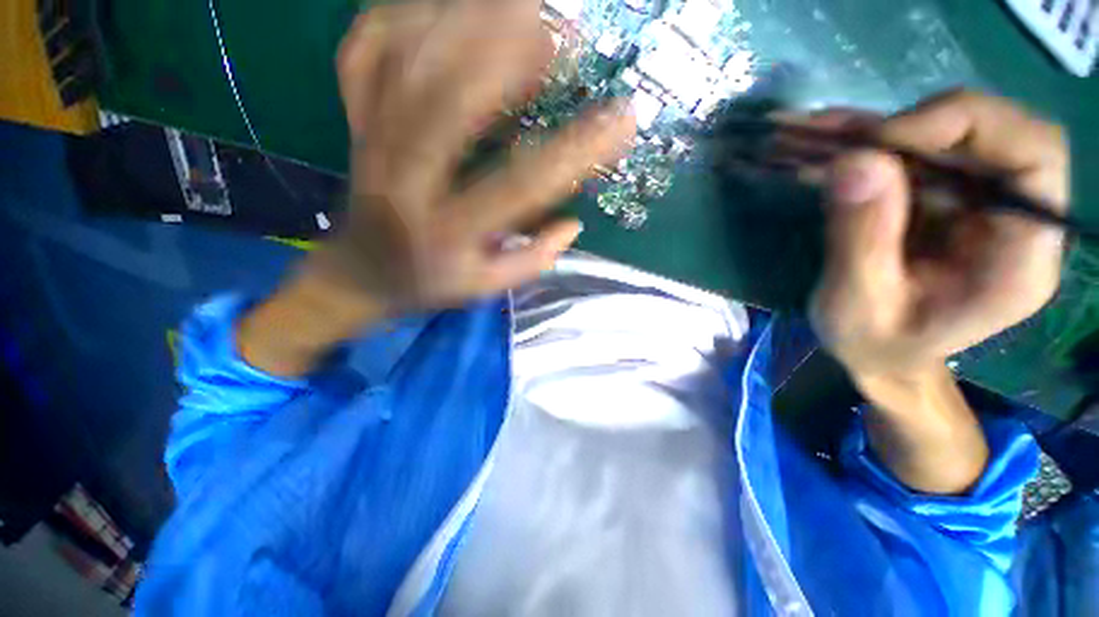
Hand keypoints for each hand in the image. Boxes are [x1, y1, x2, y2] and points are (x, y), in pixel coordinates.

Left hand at [313, 1, 635, 312]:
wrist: (360, 273)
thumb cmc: (429, 282)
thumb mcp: (484, 287)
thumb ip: (531, 262)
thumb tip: (574, 224)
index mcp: (447, 233)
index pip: (519, 187)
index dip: (574, 153)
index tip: (622, 120)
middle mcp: (405, 183)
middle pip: (447, 101)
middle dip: (506, 54)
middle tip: (561, 30)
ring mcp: (371, 144)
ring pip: (406, 63)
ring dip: (464, 21)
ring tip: (522, 5)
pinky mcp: (354, 122)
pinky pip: (366, 52)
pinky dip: (404, 16)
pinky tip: (443, 8)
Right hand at [808, 90, 1068, 381]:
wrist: (880, 356)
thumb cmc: (874, 345)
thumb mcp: (857, 305)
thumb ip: (860, 239)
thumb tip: (855, 161)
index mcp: (1017, 259)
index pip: (1033, 156)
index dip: (967, 126)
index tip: (885, 141)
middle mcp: (1012, 219)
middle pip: (991, 132)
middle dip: (915, 126)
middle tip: (844, 142)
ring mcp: (978, 205)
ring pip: (948, 135)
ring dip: (881, 129)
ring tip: (817, 133)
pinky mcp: (945, 200)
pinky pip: (916, 154)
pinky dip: (868, 143)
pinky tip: (827, 141)